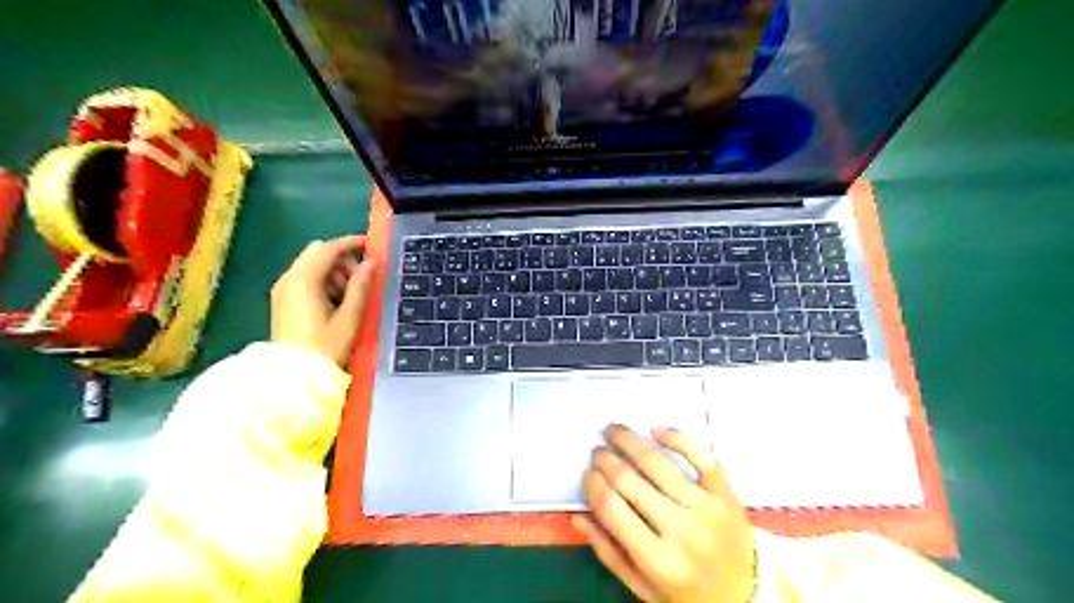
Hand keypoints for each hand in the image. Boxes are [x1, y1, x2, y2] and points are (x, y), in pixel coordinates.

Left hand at [274, 235, 376, 366]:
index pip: (327, 249)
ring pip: (312, 266)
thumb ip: (360, 286)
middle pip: (317, 254)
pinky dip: (323, 283)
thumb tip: (371, 263)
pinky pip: (306, 280)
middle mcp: (289, 279)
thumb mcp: (349, 317)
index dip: (350, 243)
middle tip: (361, 279)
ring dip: (334, 273)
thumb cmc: (325, 347)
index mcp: (303, 281)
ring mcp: (283, 290)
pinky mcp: (284, 301)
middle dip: (342, 260)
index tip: (370, 244)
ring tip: (350, 297)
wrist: (294, 377)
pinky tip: (336, 304)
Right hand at [570, 423, 752, 602]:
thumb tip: (579, 517)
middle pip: (630, 481)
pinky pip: (701, 456)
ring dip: (631, 441)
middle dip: (606, 460)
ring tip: (614, 431)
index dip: (593, 485)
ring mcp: (706, 508)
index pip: (613, 509)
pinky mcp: (725, 494)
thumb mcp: (645, 589)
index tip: (587, 474)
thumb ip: (610, 553)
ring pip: (659, 464)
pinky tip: (657, 429)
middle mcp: (681, 530)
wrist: (748, 596)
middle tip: (597, 451)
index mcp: (659, 560)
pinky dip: (678, 438)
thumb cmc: (690, 595)